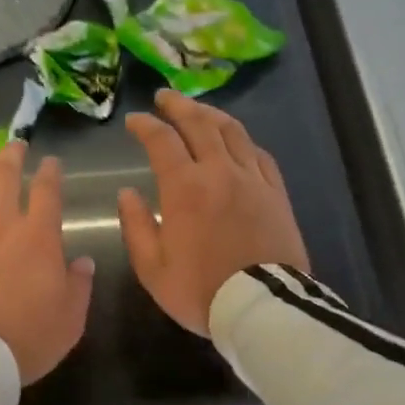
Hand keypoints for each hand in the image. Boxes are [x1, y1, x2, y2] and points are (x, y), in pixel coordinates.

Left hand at [0, 140, 94, 383]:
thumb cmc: (27, 338)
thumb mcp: (70, 319)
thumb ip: (79, 285)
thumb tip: (83, 261)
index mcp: (39, 238)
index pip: (47, 192)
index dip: (50, 173)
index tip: (51, 162)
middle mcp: (2, 225)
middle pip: (6, 178)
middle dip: (12, 156)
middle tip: (15, 145)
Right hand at [118, 90, 308, 336]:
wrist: (261, 307)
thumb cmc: (200, 290)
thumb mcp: (152, 267)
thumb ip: (136, 225)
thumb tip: (127, 193)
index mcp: (185, 188)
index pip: (161, 141)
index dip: (145, 125)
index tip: (134, 121)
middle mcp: (219, 172)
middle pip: (199, 123)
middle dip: (178, 106)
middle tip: (164, 98)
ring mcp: (253, 179)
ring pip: (233, 132)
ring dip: (211, 114)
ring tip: (198, 110)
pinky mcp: (276, 193)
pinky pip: (259, 155)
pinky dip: (242, 141)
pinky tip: (236, 141)